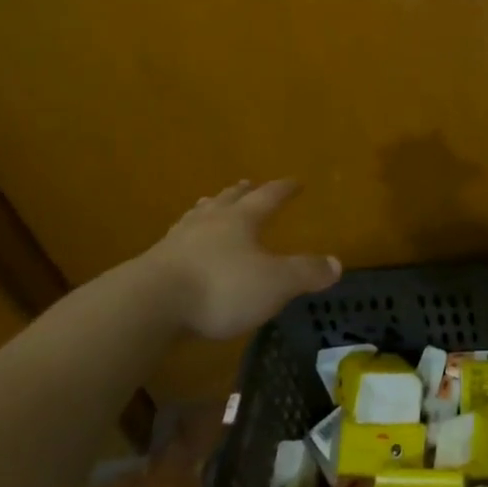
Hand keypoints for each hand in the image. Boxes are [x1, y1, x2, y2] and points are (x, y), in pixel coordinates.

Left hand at [139, 179, 340, 338]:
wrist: (149, 305)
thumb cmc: (220, 288)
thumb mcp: (275, 283)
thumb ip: (305, 273)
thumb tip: (337, 264)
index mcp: (240, 221)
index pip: (267, 197)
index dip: (283, 189)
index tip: (296, 181)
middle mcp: (209, 223)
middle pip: (228, 200)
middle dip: (241, 192)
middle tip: (247, 183)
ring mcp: (177, 241)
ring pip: (198, 216)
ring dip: (209, 208)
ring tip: (210, 203)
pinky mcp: (154, 264)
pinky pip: (176, 242)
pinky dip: (186, 238)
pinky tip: (182, 245)